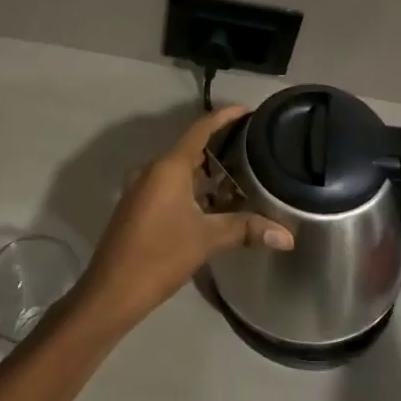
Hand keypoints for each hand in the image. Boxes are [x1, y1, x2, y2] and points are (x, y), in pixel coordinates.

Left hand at [79, 106, 292, 327]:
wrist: (112, 290)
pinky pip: (170, 185)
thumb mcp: (207, 240)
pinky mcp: (138, 206)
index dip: (224, 116)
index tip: (247, 109)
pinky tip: (213, 203)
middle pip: (189, 147)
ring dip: (206, 170)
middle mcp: (152, 169)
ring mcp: (142, 188)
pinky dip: (192, 187)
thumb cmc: (160, 256)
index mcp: (168, 167)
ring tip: (239, 173)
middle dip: (219, 145)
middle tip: (251, 146)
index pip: (199, 129)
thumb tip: (287, 236)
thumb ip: (246, 229)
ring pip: (179, 169)